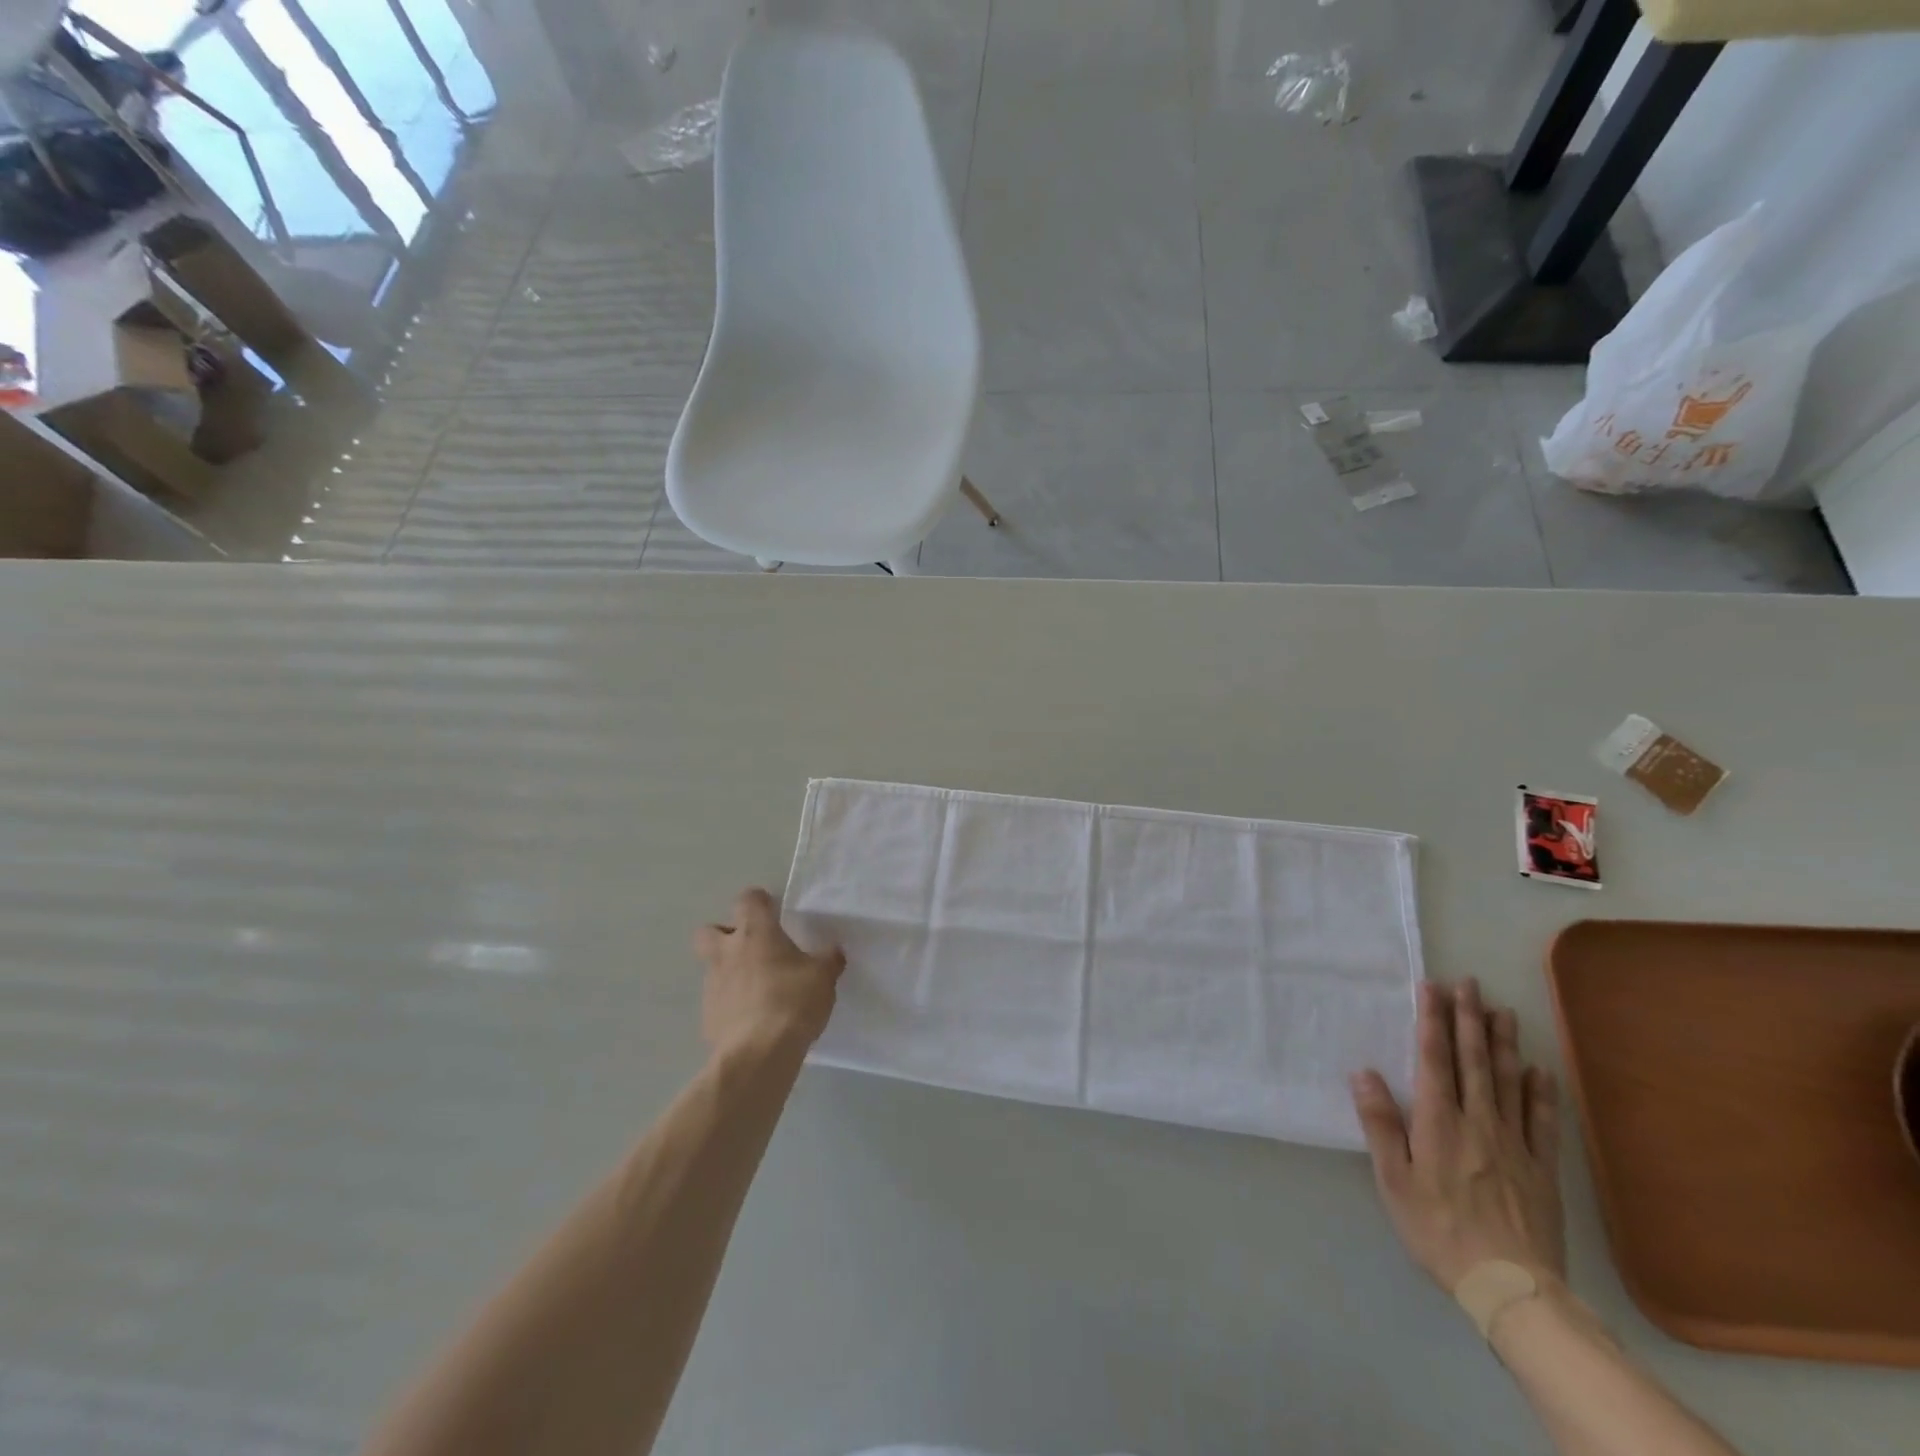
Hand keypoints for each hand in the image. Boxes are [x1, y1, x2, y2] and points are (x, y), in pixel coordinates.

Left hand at [695, 888, 844, 1062]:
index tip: (773, 911)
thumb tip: (833, 951)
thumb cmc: (793, 1002)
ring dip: (730, 972)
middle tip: (751, 948)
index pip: (747, 899)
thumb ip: (828, 960)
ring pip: (712, 968)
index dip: (758, 902)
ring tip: (759, 989)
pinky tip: (752, 1019)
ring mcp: (712, 985)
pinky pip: (717, 1001)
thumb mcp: (823, 977)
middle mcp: (727, 953)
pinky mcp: (707, 1017)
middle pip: (708, 930)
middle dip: (724, 935)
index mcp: (756, 933)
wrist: (758, 1054)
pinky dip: (731, 1004)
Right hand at [1349, 978, 1565, 1290]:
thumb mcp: (1392, 1179)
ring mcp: (1514, 1143)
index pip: (1434, 1058)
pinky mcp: (1540, 1168)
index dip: (1432, 1020)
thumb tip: (1363, 1072)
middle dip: (1469, 1018)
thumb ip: (1379, 1123)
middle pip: (1473, 1060)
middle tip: (1470, 983)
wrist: (1510, 1287)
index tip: (1432, 987)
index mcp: (1438, 1121)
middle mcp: (1478, 1121)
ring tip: (1504, 1011)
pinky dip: (1540, 1091)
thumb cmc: (1437, 1229)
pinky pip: (1542, 1120)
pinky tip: (1539, 1070)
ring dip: (1504, 1043)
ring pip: (1508, 1081)